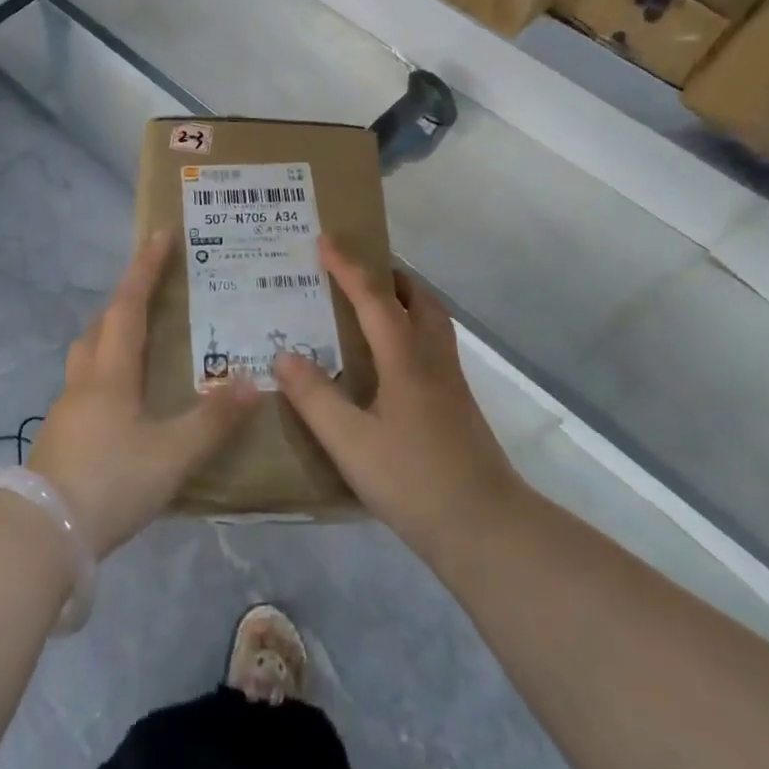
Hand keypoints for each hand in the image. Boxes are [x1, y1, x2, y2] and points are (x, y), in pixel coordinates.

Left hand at [28, 229, 257, 556]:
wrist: (40, 537)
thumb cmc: (109, 483)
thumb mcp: (171, 455)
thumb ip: (213, 421)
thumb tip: (251, 382)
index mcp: (111, 373)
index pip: (128, 306)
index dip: (145, 269)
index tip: (160, 235)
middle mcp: (85, 381)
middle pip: (102, 324)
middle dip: (127, 298)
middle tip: (154, 287)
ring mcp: (68, 409)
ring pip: (89, 354)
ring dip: (111, 333)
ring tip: (140, 338)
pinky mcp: (62, 436)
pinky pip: (87, 384)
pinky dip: (107, 371)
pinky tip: (125, 398)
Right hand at [274, 238, 521, 558]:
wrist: (487, 527)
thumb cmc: (414, 481)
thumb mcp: (351, 443)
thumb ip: (315, 397)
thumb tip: (282, 355)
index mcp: (405, 358)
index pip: (374, 297)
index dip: (347, 266)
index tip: (323, 240)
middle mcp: (431, 356)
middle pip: (415, 296)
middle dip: (384, 273)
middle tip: (349, 270)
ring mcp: (449, 378)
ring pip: (429, 317)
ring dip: (401, 297)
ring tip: (366, 304)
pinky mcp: (455, 400)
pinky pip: (430, 341)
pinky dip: (407, 325)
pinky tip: (386, 356)